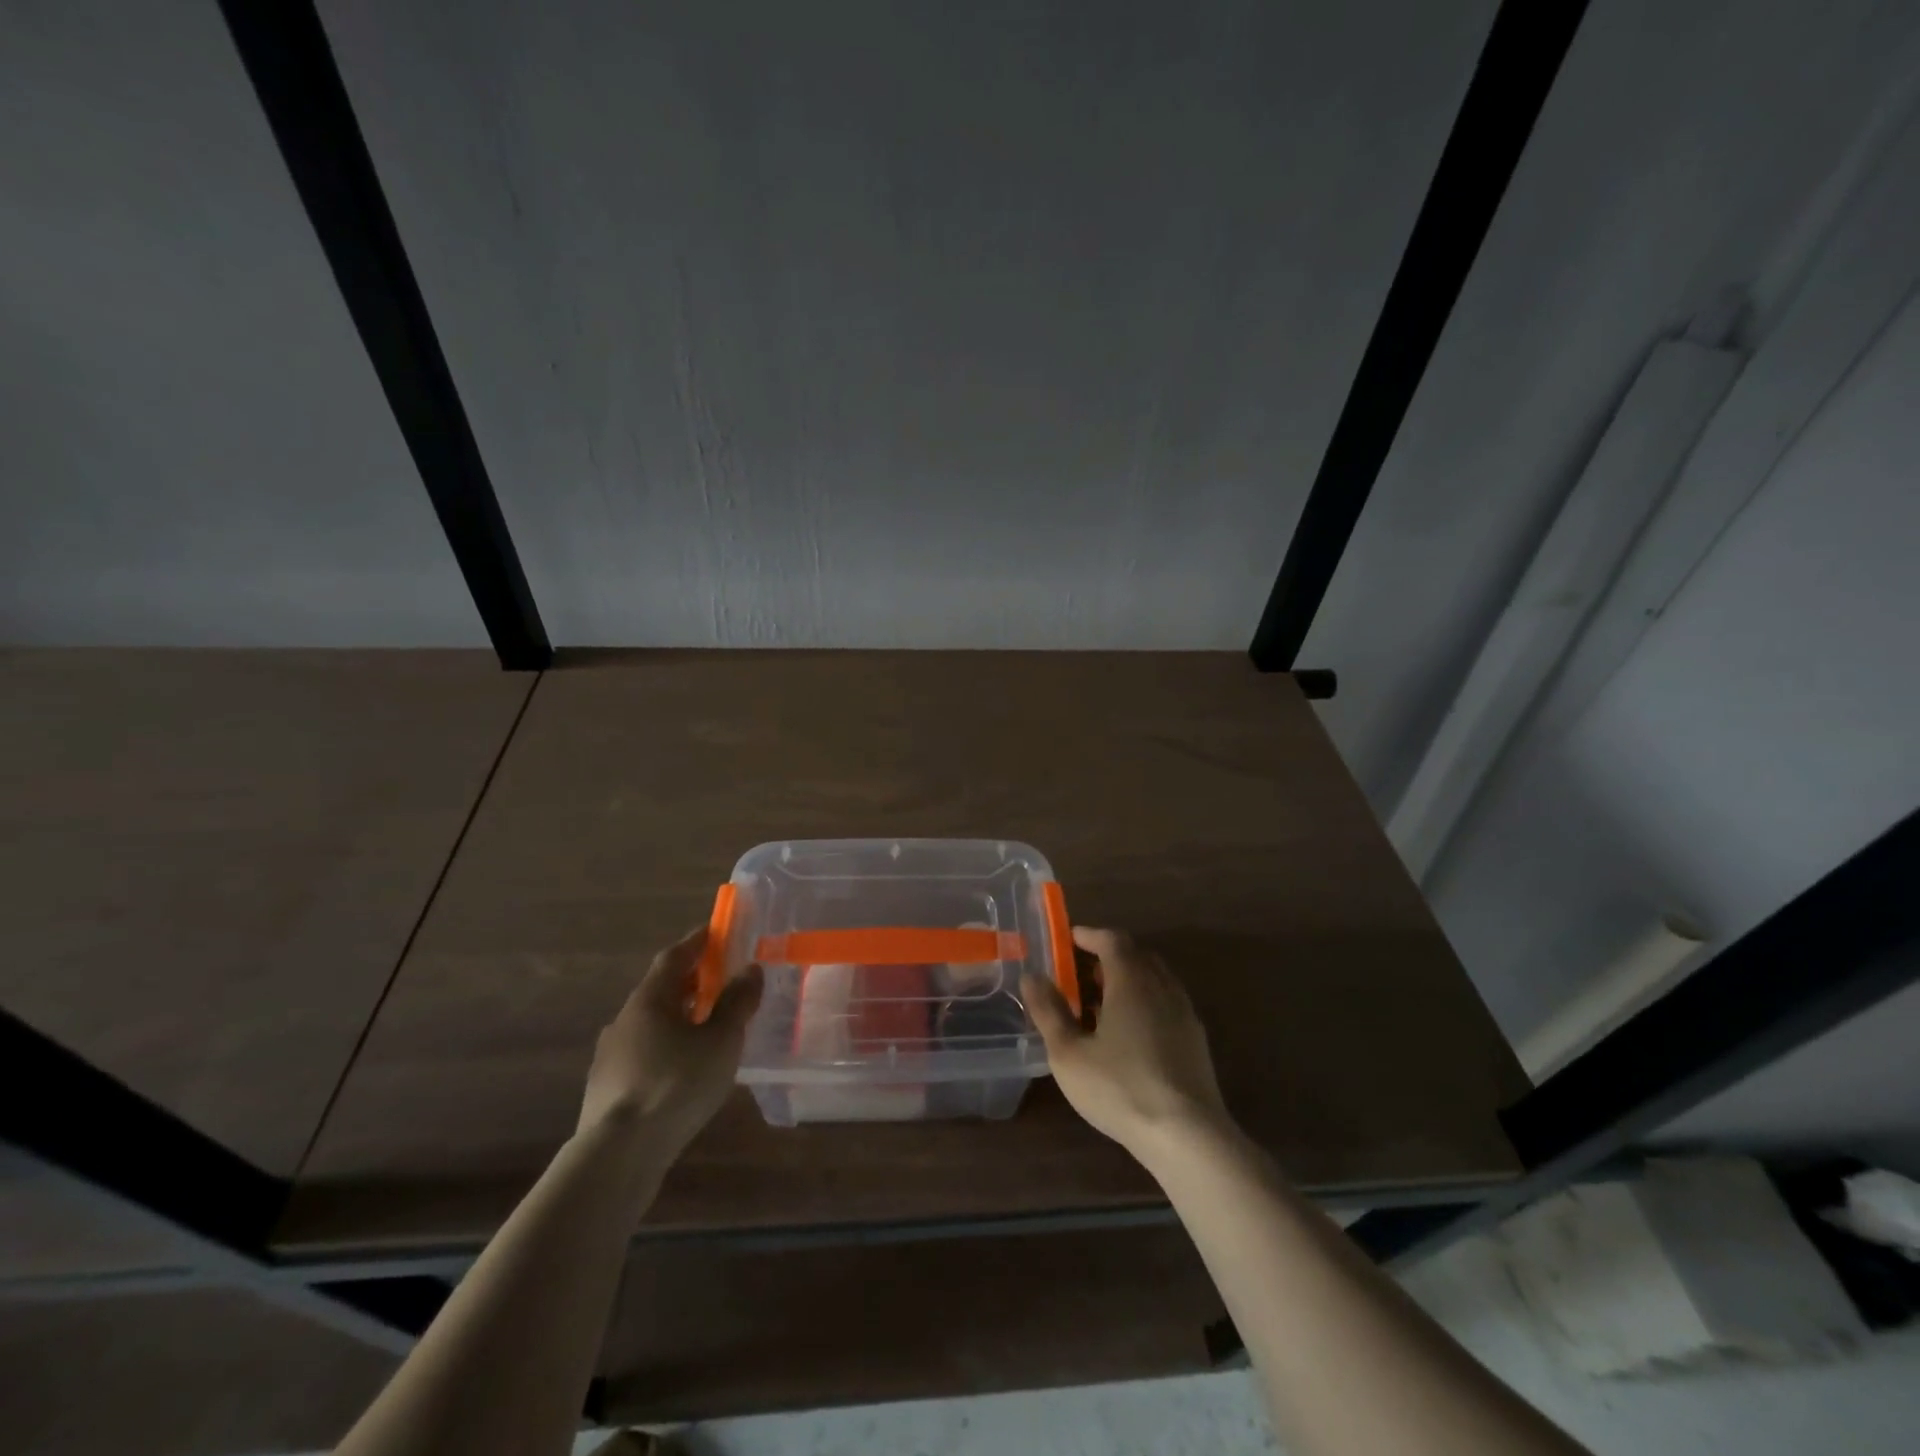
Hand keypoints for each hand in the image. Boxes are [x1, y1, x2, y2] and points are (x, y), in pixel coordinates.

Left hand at [578, 926, 762, 1158]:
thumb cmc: (676, 1084)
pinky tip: (684, 1070)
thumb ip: (737, 1003)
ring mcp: (610, 1056)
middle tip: (721, 980)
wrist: (617, 1155)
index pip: (675, 956)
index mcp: (650, 999)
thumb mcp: (721, 1040)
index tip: (716, 931)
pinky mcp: (606, 1089)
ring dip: (679, 1018)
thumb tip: (750, 969)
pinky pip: (644, 1054)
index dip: (697, 942)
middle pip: (661, 989)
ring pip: (651, 1024)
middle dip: (692, 981)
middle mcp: (625, 1019)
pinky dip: (667, 1049)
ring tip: (707, 1029)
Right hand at [1025, 926, 1230, 1156]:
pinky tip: (1130, 1033)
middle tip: (1081, 970)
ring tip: (1102, 1002)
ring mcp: (1183, 1012)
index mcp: (1131, 981)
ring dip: (1128, 979)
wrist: (1186, 1134)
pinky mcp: (1196, 1039)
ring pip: (1155, 979)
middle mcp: (1161, 986)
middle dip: (1108, 955)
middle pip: (1136, 955)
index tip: (1069, 938)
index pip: (1112, 940)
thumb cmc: (1120, 1088)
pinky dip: (1145, 1001)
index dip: (1090, 935)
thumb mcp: (1069, 1053)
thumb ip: (1049, 1011)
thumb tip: (1031, 976)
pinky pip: (1167, 1002)